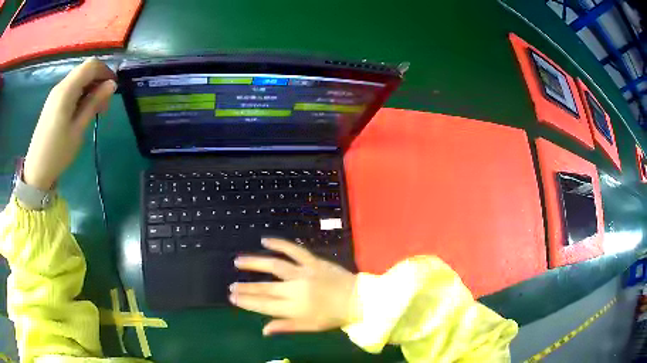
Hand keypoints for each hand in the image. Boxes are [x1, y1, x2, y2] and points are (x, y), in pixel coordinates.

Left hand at [23, 58, 116, 189]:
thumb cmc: (58, 153)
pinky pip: (71, 89)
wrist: (36, 171)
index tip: (113, 88)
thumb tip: (112, 85)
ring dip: (90, 89)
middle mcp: (61, 86)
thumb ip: (94, 103)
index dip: (105, 71)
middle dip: (98, 81)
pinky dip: (81, 94)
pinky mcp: (53, 102)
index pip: (91, 66)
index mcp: (67, 90)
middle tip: (105, 104)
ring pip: (78, 79)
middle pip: (85, 70)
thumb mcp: (78, 129)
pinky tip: (83, 111)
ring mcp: (55, 94)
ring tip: (95, 110)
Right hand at [231, 238, 357, 335]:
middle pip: (265, 288)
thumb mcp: (310, 327)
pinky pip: (294, 250)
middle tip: (231, 286)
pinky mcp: (313, 261)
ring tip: (238, 261)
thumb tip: (263, 330)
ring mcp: (304, 273)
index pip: (264, 305)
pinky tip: (266, 240)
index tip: (233, 297)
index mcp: (295, 309)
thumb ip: (286, 327)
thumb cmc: (333, 316)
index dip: (247, 301)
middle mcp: (295, 290)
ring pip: (274, 266)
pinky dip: (279, 244)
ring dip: (254, 263)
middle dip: (246, 287)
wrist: (358, 299)